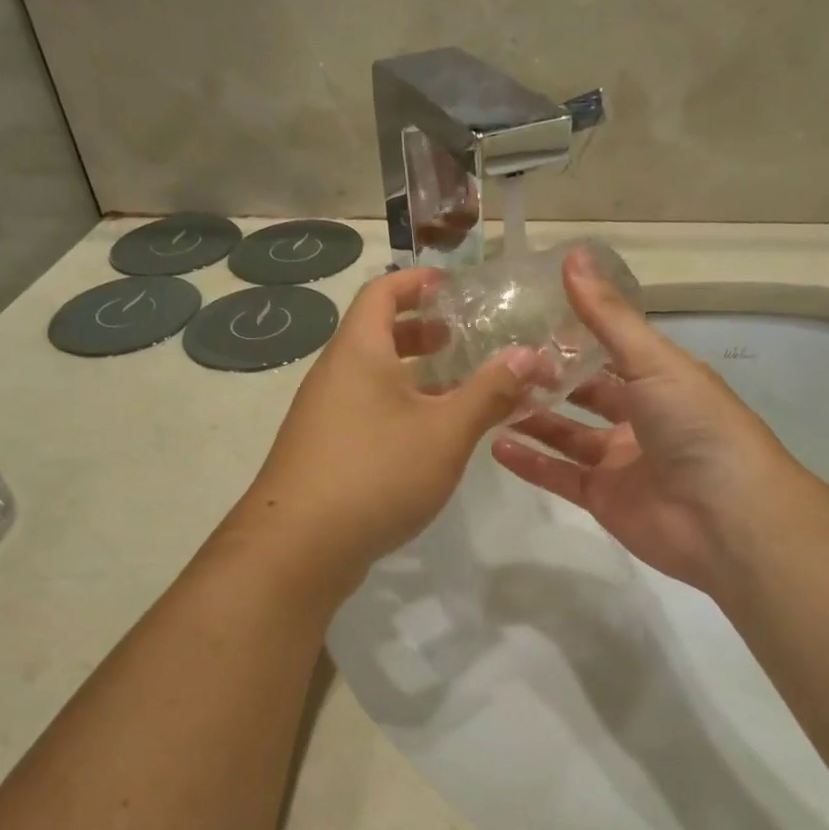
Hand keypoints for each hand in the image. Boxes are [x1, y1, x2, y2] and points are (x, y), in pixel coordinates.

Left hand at [235, 267, 538, 592]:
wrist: (299, 547)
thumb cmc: (376, 472)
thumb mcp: (445, 431)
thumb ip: (489, 392)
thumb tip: (529, 356)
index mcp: (358, 351)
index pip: (381, 292)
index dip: (417, 282)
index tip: (453, 286)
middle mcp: (334, 374)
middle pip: (376, 334)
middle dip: (422, 332)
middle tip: (465, 339)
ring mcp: (324, 415)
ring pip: (373, 378)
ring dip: (414, 376)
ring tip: (459, 388)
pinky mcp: (323, 451)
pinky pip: (366, 411)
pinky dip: (399, 409)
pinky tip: (430, 439)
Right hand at [491, 249, 791, 598]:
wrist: (725, 518)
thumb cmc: (695, 426)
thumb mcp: (653, 361)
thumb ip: (608, 317)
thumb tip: (572, 255)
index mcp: (660, 380)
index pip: (610, 352)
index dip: (573, 337)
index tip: (526, 318)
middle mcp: (640, 418)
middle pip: (585, 394)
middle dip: (547, 380)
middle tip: (498, 362)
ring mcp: (619, 461)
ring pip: (566, 435)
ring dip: (531, 420)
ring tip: (488, 400)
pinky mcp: (602, 499)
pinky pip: (559, 476)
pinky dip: (530, 463)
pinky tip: (495, 445)